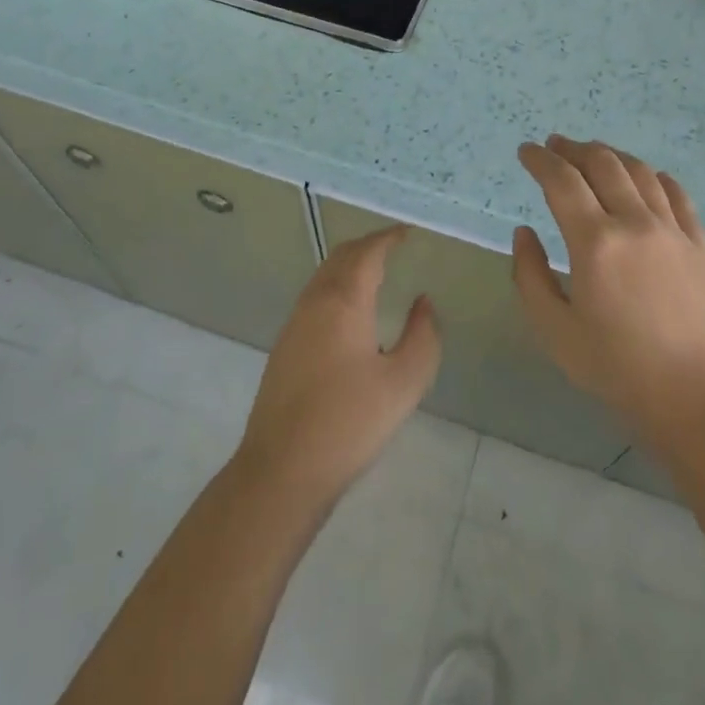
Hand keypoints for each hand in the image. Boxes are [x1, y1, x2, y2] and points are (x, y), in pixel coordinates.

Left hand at [235, 226, 441, 507]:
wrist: (281, 470)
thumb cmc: (348, 423)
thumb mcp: (403, 383)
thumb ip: (422, 337)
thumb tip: (423, 303)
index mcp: (344, 301)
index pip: (367, 252)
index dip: (388, 238)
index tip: (407, 233)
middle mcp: (315, 301)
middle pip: (342, 257)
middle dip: (369, 246)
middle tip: (394, 247)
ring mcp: (294, 323)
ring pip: (324, 276)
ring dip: (350, 265)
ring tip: (377, 274)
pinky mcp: (285, 346)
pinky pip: (315, 296)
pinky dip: (337, 286)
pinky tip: (350, 312)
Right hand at [513, 135, 704, 448]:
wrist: (693, 397)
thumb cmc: (615, 368)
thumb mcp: (554, 330)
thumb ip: (529, 275)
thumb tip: (525, 231)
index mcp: (595, 243)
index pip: (561, 181)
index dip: (540, 160)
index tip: (526, 151)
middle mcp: (635, 223)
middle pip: (602, 164)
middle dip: (573, 149)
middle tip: (555, 146)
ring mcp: (672, 230)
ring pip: (639, 171)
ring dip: (610, 155)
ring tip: (593, 154)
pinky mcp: (699, 244)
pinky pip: (675, 194)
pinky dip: (653, 176)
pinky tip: (644, 177)